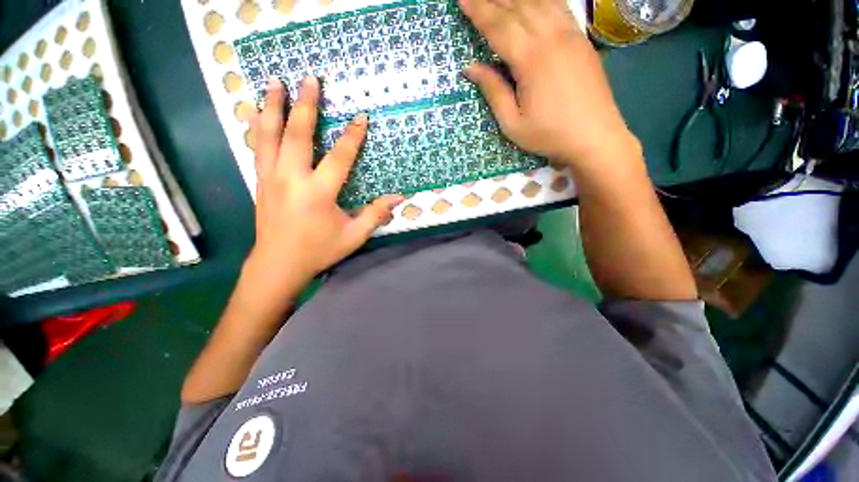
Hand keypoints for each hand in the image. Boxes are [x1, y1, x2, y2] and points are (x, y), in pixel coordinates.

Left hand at [247, 76, 403, 286]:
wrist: (278, 265)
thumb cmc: (319, 250)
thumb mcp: (354, 236)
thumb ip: (376, 214)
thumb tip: (399, 198)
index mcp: (318, 193)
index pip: (339, 157)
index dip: (352, 137)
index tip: (361, 117)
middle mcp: (292, 179)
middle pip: (298, 135)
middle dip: (306, 105)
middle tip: (310, 78)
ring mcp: (271, 178)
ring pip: (269, 135)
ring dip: (274, 107)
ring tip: (275, 82)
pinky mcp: (261, 182)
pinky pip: (258, 148)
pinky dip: (258, 127)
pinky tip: (257, 112)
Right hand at [460, 0, 640, 168]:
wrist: (595, 137)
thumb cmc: (549, 135)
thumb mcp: (513, 123)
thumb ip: (493, 91)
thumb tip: (470, 68)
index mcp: (531, 59)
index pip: (499, 27)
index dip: (478, 11)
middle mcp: (551, 37)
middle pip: (518, 7)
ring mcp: (571, 35)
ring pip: (540, 1)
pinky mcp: (582, 39)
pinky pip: (560, 7)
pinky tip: (533, 0)